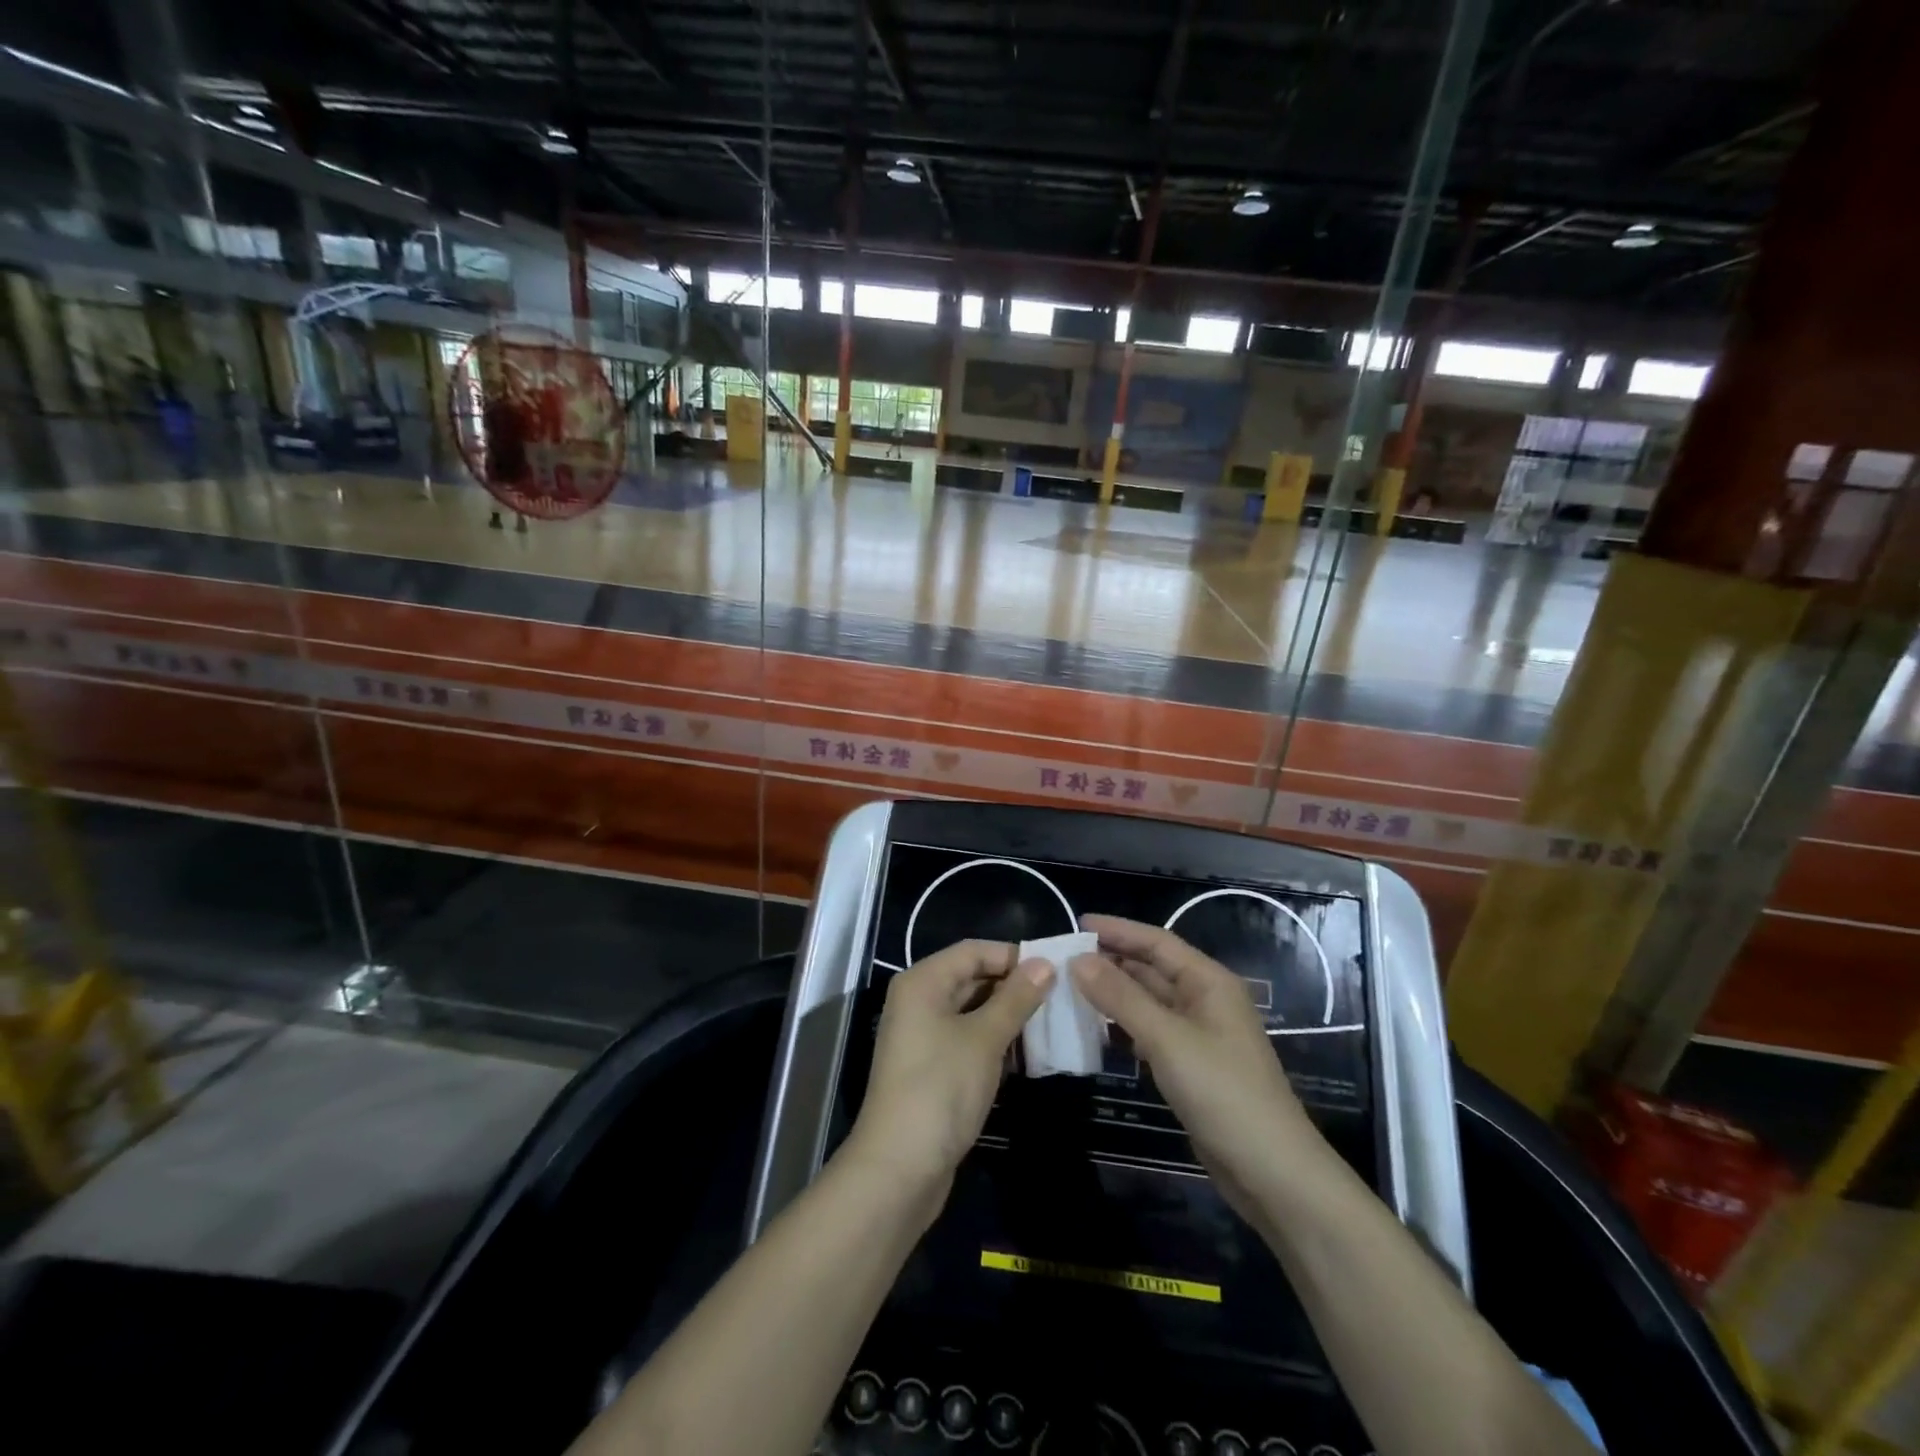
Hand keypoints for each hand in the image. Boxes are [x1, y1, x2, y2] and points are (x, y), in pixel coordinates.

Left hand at [843, 940, 1052, 1211]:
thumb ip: (1016, 999)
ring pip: (972, 1012)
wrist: (899, 1168)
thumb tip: (1044, 964)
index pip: (973, 951)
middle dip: (1014, 987)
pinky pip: (967, 1040)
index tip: (1054, 971)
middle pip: (972, 978)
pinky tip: (1027, 1056)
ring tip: (1051, 1026)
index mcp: (923, 982)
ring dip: (1008, 1017)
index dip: (1012, 956)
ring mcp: (922, 1037)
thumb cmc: (941, 1089)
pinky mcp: (931, 1069)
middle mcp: (918, 1001)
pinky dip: (995, 1042)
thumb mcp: (984, 1039)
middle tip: (1060, 999)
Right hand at [1071, 916, 1322, 1220]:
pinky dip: (1123, 1026)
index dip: (1118, 930)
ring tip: (1069, 988)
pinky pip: (1150, 1032)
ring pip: (1148, 1001)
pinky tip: (1095, 1030)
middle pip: (1151, 969)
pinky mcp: (1191, 1066)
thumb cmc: (1222, 1092)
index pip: (1157, 942)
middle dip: (1110, 961)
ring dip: (1113, 994)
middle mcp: (1204, 1000)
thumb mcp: (1167, 1039)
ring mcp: (1198, 1035)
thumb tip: (1078, 960)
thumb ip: (1121, 997)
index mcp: (1208, 982)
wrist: (1271, 1171)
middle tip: (1063, 958)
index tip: (1077, 924)